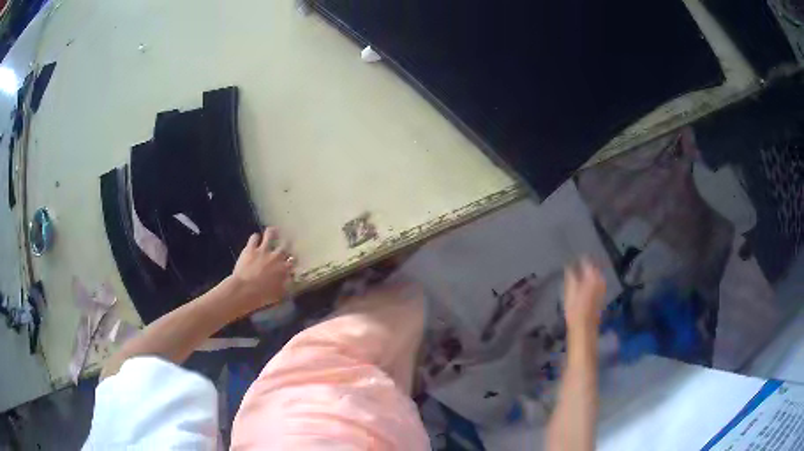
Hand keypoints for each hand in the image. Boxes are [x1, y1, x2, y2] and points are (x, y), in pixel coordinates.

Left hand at [231, 228, 294, 308]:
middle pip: (285, 245)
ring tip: (273, 230)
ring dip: (272, 232)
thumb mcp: (279, 294)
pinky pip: (254, 237)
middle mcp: (276, 257)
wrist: (245, 290)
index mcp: (284, 269)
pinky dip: (255, 237)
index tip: (292, 261)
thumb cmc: (263, 296)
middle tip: (286, 241)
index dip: (293, 260)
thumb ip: (286, 286)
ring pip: (270, 235)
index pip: (293, 261)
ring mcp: (263, 250)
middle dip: (286, 243)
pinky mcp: (250, 248)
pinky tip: (255, 238)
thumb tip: (290, 281)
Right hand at [563, 257, 605, 334]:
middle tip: (577, 265)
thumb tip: (569, 265)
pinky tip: (586, 285)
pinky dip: (592, 281)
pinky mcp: (602, 296)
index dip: (580, 259)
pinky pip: (597, 283)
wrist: (584, 327)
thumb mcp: (569, 290)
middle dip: (587, 265)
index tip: (573, 258)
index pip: (587, 261)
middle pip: (594, 267)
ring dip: (590, 273)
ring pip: (596, 275)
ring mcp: (602, 288)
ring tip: (581, 274)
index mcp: (592, 276)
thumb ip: (570, 275)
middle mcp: (600, 279)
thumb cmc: (575, 308)